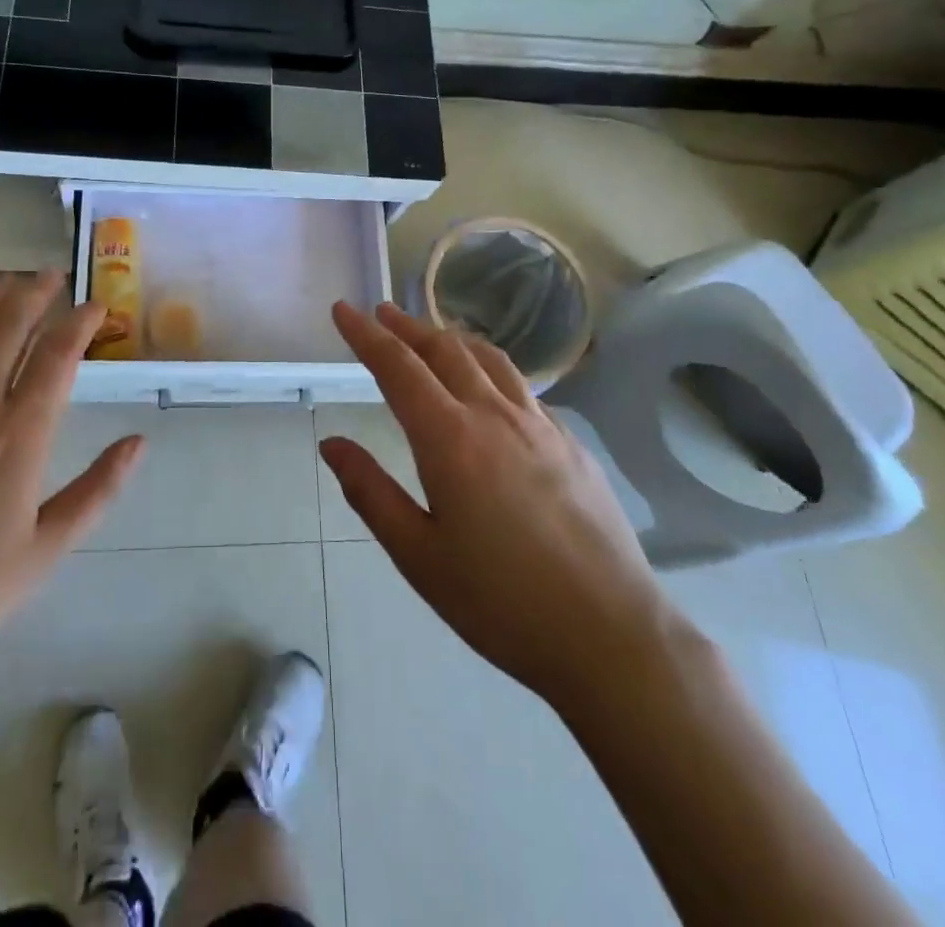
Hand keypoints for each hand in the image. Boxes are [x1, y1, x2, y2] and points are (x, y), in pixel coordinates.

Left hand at [0, 273, 143, 689]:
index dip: (80, 322)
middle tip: (51, 277)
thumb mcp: (44, 551)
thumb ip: (97, 491)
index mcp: (18, 437)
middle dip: (36, 294)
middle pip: (8, 325)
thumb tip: (138, 442)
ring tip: (7, 283)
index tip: (95, 307)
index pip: (57, 355)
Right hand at [321, 302, 677, 704]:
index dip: (366, 335)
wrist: (612, 636)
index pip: (398, 366)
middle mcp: (495, 415)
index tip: (344, 309)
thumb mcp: (419, 556)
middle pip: (445, 349)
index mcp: (450, 439)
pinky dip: (491, 369)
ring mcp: (541, 426)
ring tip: (431, 336)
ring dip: (451, 339)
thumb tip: (332, 444)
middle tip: (382, 313)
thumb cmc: (502, 603)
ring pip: (489, 359)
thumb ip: (370, 492)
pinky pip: (522, 387)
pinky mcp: (572, 444)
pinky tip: (491, 389)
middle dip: (407, 326)